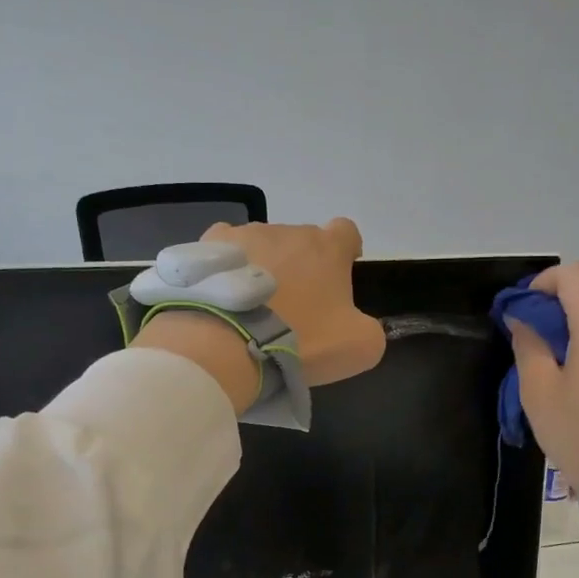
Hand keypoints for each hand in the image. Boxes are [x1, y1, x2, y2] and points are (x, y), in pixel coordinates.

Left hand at [133, 218, 385, 412]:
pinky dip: (228, 269)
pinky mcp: (209, 246)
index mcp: (327, 248)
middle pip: (301, 242)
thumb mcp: (359, 347)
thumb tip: (357, 324)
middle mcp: (288, 230)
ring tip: (251, 307)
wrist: (229, 343)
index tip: (339, 276)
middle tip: (292, 307)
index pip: (346, 232)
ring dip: (263, 268)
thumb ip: (370, 329)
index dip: (345, 251)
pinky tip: (222, 296)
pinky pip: (225, 252)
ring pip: (262, 246)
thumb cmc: (301, 340)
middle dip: (301, 267)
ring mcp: (245, 234)